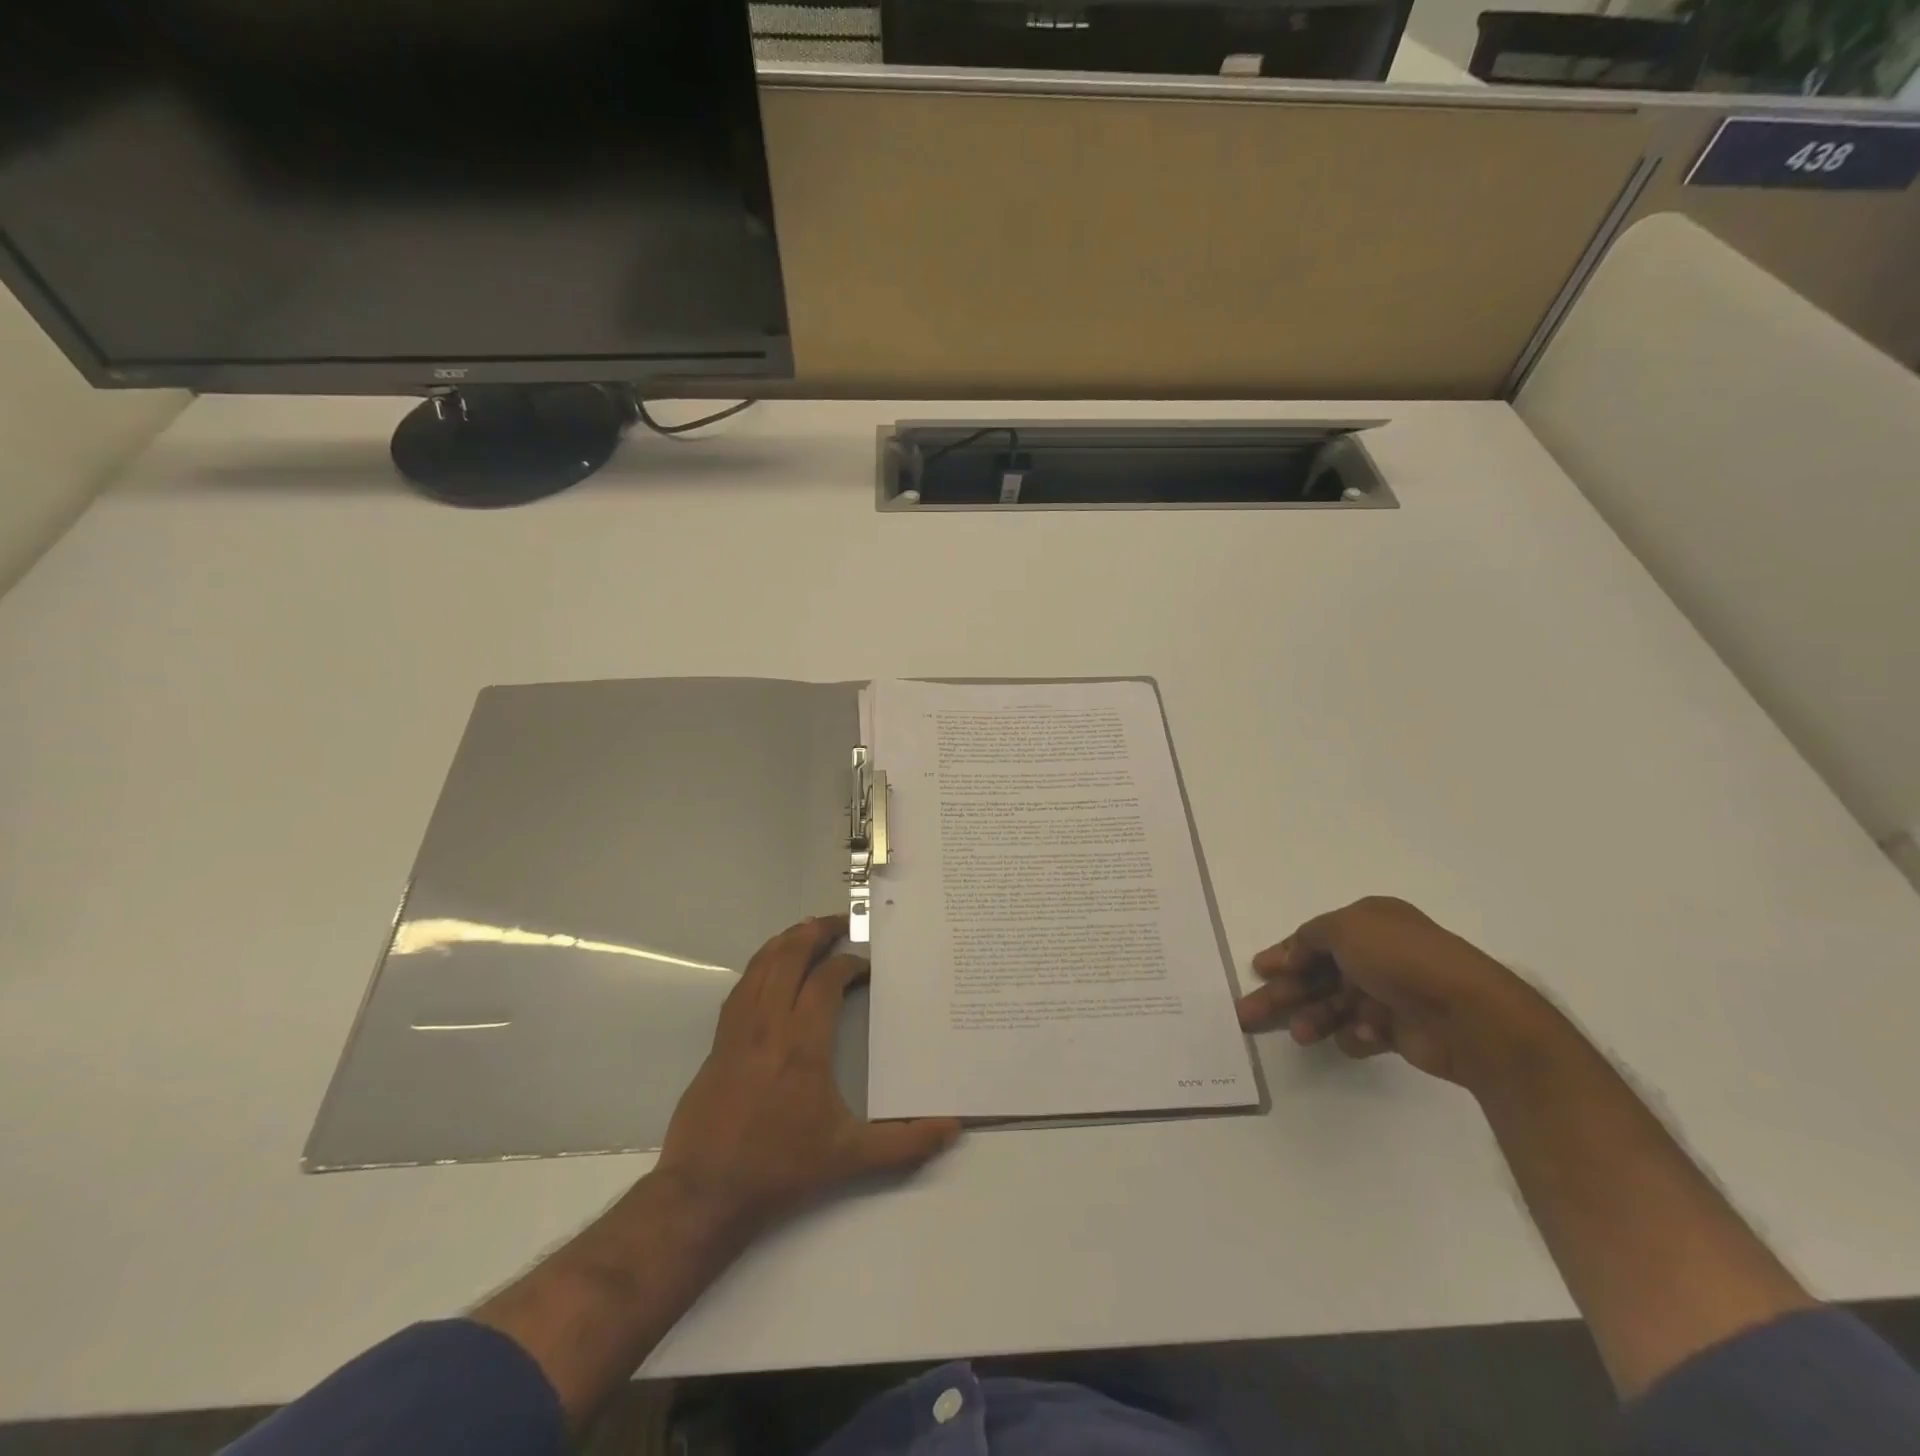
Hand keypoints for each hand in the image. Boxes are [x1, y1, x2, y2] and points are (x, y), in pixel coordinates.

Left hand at [655, 915, 961, 1235]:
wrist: (704, 1193)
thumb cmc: (780, 1168)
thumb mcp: (849, 1158)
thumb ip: (904, 1144)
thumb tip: (952, 1130)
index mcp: (803, 1045)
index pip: (826, 981)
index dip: (848, 965)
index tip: (865, 967)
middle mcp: (769, 1026)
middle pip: (788, 958)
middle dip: (814, 932)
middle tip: (838, 922)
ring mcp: (738, 1031)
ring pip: (760, 966)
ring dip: (785, 942)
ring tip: (807, 931)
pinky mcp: (718, 1043)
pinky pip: (741, 988)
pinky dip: (760, 966)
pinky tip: (770, 970)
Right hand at [1236, 896, 1552, 1088]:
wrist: (1470, 1016)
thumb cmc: (1402, 960)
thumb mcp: (1345, 929)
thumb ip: (1309, 938)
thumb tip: (1291, 955)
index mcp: (1370, 923)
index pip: (1315, 938)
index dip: (1285, 954)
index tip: (1259, 971)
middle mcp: (1380, 954)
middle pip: (1318, 974)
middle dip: (1285, 993)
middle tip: (1248, 1015)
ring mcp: (1392, 993)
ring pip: (1336, 1005)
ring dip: (1314, 1018)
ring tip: (1301, 1035)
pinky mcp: (1403, 1030)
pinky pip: (1363, 1031)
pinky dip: (1355, 1035)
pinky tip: (1360, 1037)